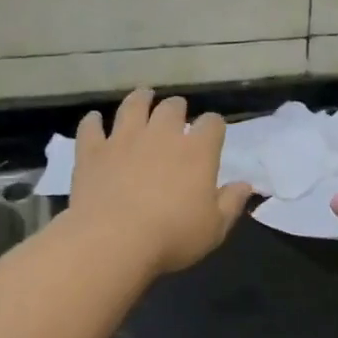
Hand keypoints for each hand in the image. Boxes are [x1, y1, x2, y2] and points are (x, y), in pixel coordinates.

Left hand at [68, 89, 253, 274]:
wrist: (113, 240)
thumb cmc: (172, 237)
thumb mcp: (214, 228)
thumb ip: (231, 203)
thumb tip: (245, 185)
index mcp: (197, 152)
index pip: (212, 124)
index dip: (214, 126)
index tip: (213, 133)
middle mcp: (161, 135)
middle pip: (172, 108)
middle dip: (177, 108)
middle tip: (176, 113)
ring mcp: (124, 139)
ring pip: (133, 106)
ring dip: (140, 99)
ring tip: (143, 97)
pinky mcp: (93, 151)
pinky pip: (91, 127)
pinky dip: (93, 122)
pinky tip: (94, 120)